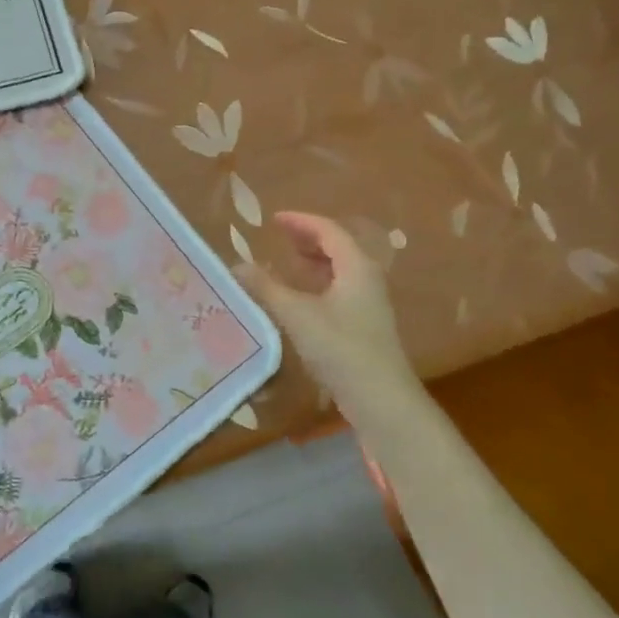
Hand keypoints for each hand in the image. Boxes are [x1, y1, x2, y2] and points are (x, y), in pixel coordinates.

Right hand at [237, 212, 421, 417]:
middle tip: (279, 238)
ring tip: (288, 262)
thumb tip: (237, 266)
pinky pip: (341, 289)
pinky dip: (320, 283)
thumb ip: (267, 288)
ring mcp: (370, 303)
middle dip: (308, 238)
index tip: (273, 219)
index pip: (329, 230)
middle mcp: (368, 278)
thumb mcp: (297, 315)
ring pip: (341, 270)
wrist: (381, 398)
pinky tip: (302, 298)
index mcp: (356, 266)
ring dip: (315, 261)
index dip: (300, 221)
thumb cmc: (340, 348)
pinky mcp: (366, 325)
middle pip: (339, 246)